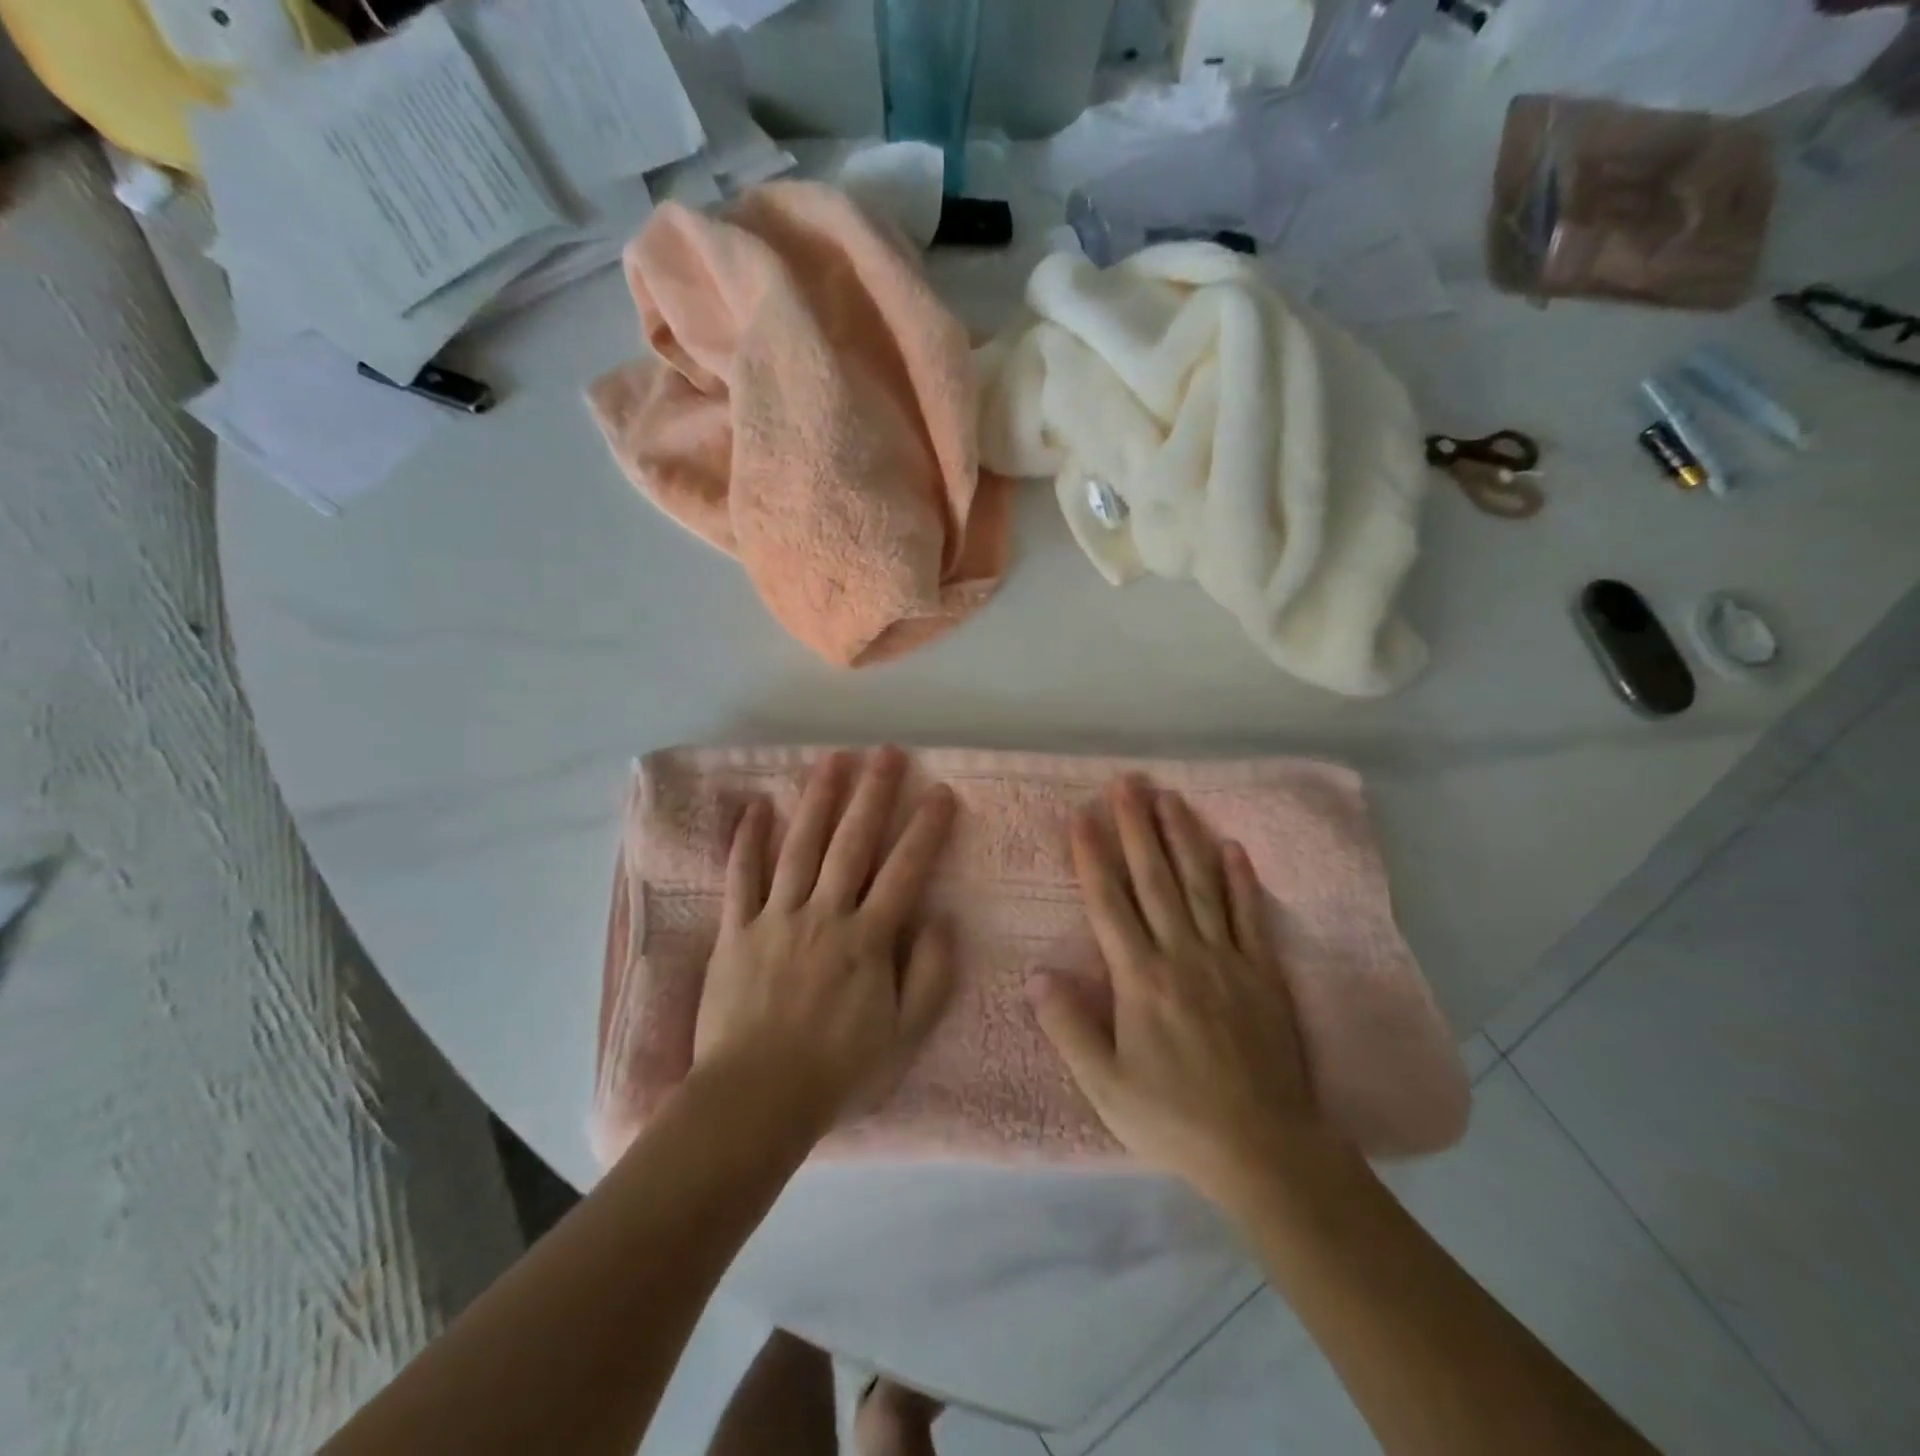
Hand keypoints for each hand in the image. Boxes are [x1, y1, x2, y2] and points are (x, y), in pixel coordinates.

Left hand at [694, 747, 957, 1140]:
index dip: (926, 829)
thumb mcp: (905, 1036)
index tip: (940, 791)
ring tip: (833, 759)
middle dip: (873, 794)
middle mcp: (825, 914)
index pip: (905, 871)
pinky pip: (741, 877)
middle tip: (886, 752)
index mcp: (868, 939)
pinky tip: (757, 806)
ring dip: (819, 800)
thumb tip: (943, 920)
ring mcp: (776, 918)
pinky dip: (748, 840)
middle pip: (852, 843)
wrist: (756, 1100)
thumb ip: (931, 976)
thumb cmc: (837, 1071)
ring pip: (800, 847)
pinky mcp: (736, 931)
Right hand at [1029, 775, 1316, 1202]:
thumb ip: (1069, 1027)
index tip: (1083, 815)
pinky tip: (1233, 848)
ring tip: (1170, 798)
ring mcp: (1228, 960)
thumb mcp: (1105, 1086)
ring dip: (1184, 838)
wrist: (1265, 1149)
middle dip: (1138, 827)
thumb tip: (1037, 974)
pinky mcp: (1263, 973)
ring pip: (1201, 885)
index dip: (1093, 857)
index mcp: (1140, 979)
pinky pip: (1250, 916)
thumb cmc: (1174, 1118)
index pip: (1109, 904)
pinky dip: (1241, 880)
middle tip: (1128, 782)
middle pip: (1155, 879)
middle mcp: (1183, 955)